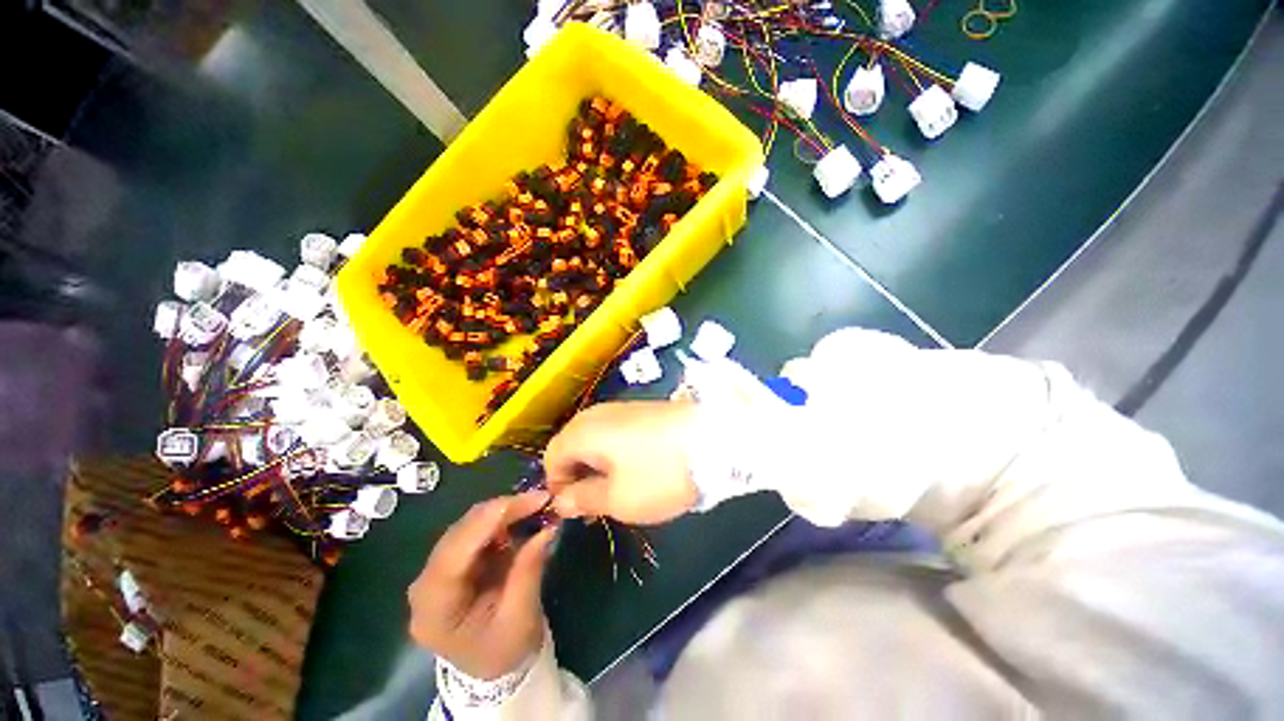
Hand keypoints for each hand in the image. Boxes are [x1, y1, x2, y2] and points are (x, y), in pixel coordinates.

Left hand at [407, 493, 558, 679]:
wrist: (491, 666)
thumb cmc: (503, 650)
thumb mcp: (520, 617)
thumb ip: (529, 570)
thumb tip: (548, 526)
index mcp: (434, 609)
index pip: (455, 553)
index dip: (490, 520)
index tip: (529, 500)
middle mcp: (426, 584)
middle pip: (460, 533)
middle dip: (502, 511)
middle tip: (540, 499)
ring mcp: (437, 570)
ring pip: (468, 526)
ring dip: (503, 512)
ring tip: (536, 505)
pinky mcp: (453, 561)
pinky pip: (475, 530)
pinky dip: (501, 520)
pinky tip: (522, 516)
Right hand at [545, 401, 699, 524]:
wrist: (712, 438)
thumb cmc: (659, 473)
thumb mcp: (618, 498)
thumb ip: (583, 499)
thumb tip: (561, 501)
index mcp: (582, 432)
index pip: (551, 458)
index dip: (558, 486)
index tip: (577, 509)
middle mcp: (596, 414)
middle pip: (572, 445)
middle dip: (578, 475)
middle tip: (597, 502)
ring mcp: (621, 408)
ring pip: (595, 439)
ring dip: (598, 465)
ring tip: (619, 488)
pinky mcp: (641, 410)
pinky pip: (615, 432)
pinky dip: (616, 453)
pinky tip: (637, 468)